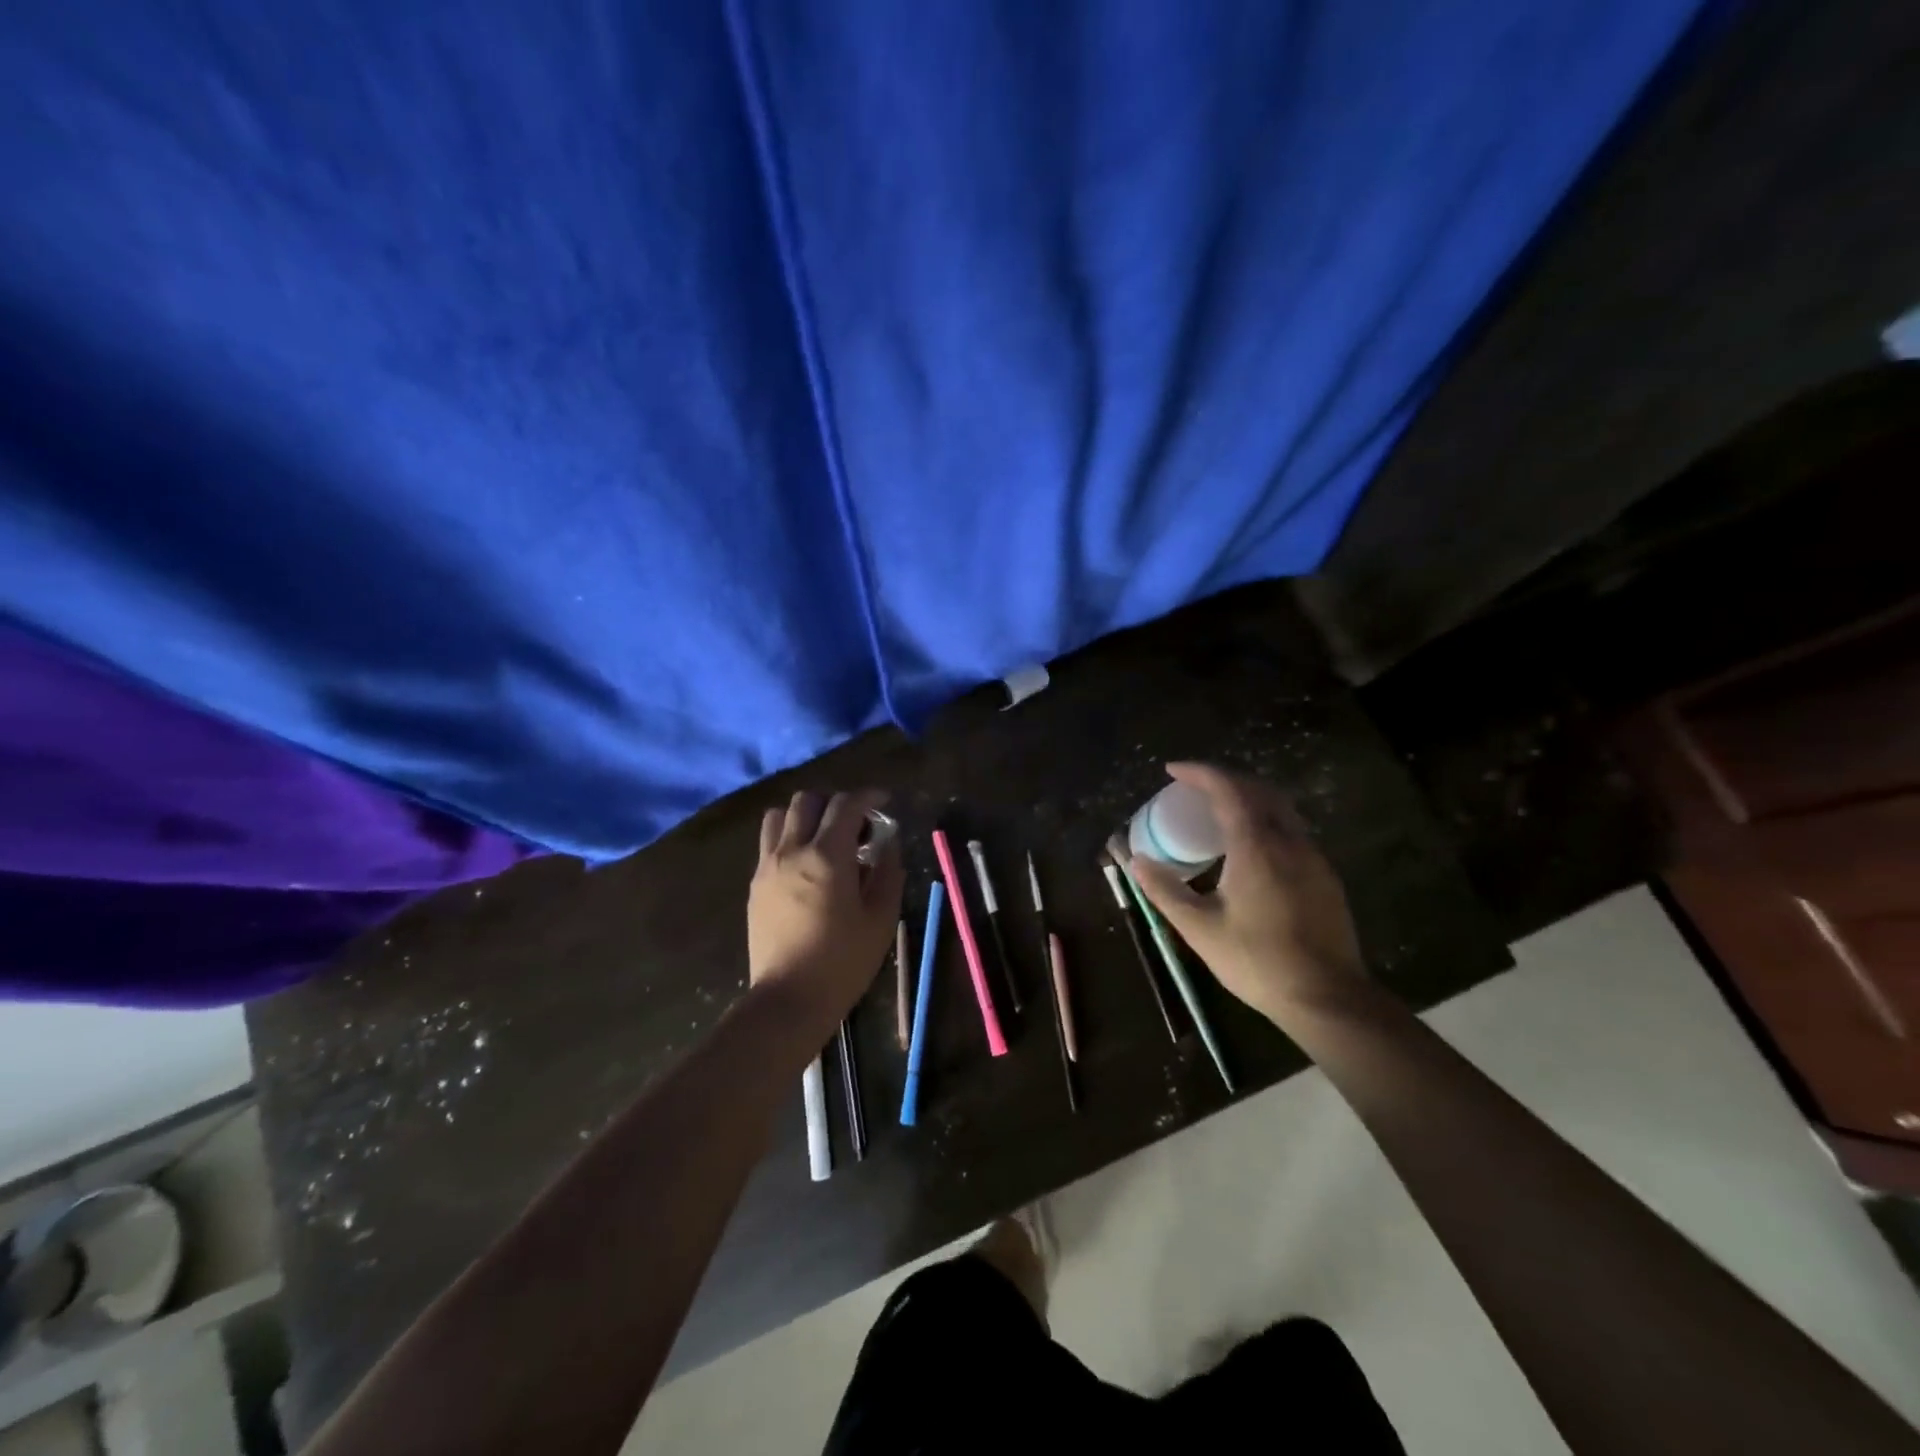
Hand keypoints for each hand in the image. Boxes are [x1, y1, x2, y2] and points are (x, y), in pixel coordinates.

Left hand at [748, 789, 904, 1025]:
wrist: (788, 1000)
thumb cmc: (843, 961)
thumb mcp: (881, 919)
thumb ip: (888, 872)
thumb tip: (889, 844)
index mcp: (827, 855)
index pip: (846, 804)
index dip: (868, 796)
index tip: (883, 802)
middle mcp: (792, 850)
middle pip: (807, 800)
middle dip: (835, 803)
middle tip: (855, 826)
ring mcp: (767, 866)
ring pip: (779, 815)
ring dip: (805, 816)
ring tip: (824, 839)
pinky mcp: (755, 885)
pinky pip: (769, 843)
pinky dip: (789, 838)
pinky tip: (806, 865)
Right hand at [1127, 763, 1366, 1026]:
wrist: (1327, 998)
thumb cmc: (1257, 961)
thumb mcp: (1200, 928)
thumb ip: (1165, 890)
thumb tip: (1136, 861)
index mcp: (1257, 846)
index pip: (1228, 789)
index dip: (1199, 772)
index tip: (1172, 770)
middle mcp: (1289, 841)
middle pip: (1258, 789)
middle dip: (1225, 779)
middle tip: (1194, 787)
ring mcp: (1313, 857)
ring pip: (1280, 808)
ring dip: (1248, 798)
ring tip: (1218, 812)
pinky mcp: (1325, 876)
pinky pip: (1292, 830)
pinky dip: (1265, 820)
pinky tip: (1250, 847)